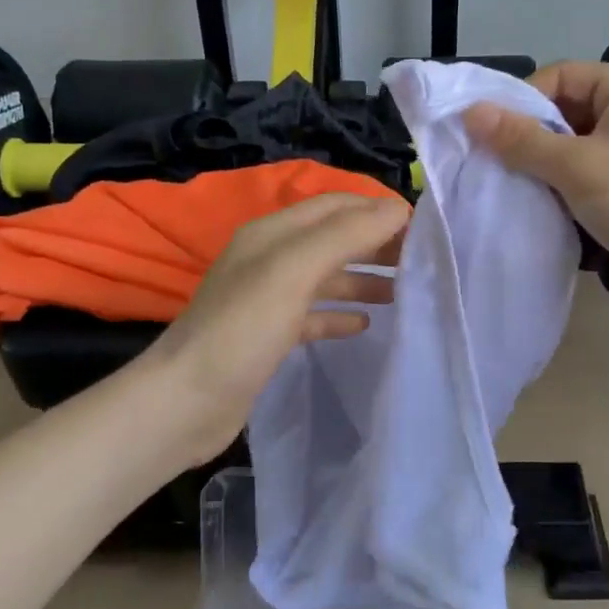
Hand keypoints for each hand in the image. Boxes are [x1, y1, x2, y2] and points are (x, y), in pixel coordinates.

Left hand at [145, 193, 409, 466]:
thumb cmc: (242, 329)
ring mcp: (268, 298)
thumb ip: (345, 236)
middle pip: (333, 239)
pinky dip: (340, 314)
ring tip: (404, 291)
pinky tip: (365, 324)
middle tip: (420, 261)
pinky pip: (314, 315)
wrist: (186, 403)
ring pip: (326, 277)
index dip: (376, 209)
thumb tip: (396, 209)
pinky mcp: (269, 336)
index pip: (334, 205)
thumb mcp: (294, 271)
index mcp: (272, 233)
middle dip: (374, 243)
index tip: (422, 227)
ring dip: (363, 278)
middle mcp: (270, 258)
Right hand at [462, 61, 608, 317]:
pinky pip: (585, 169)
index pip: (562, 76)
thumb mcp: (576, 166)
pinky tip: (536, 200)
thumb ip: (521, 139)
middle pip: (566, 109)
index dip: (523, 101)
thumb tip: (470, 111)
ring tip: (509, 182)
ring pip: (572, 143)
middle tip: (493, 161)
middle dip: (530, 135)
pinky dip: (560, 182)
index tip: (490, 134)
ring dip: (541, 162)